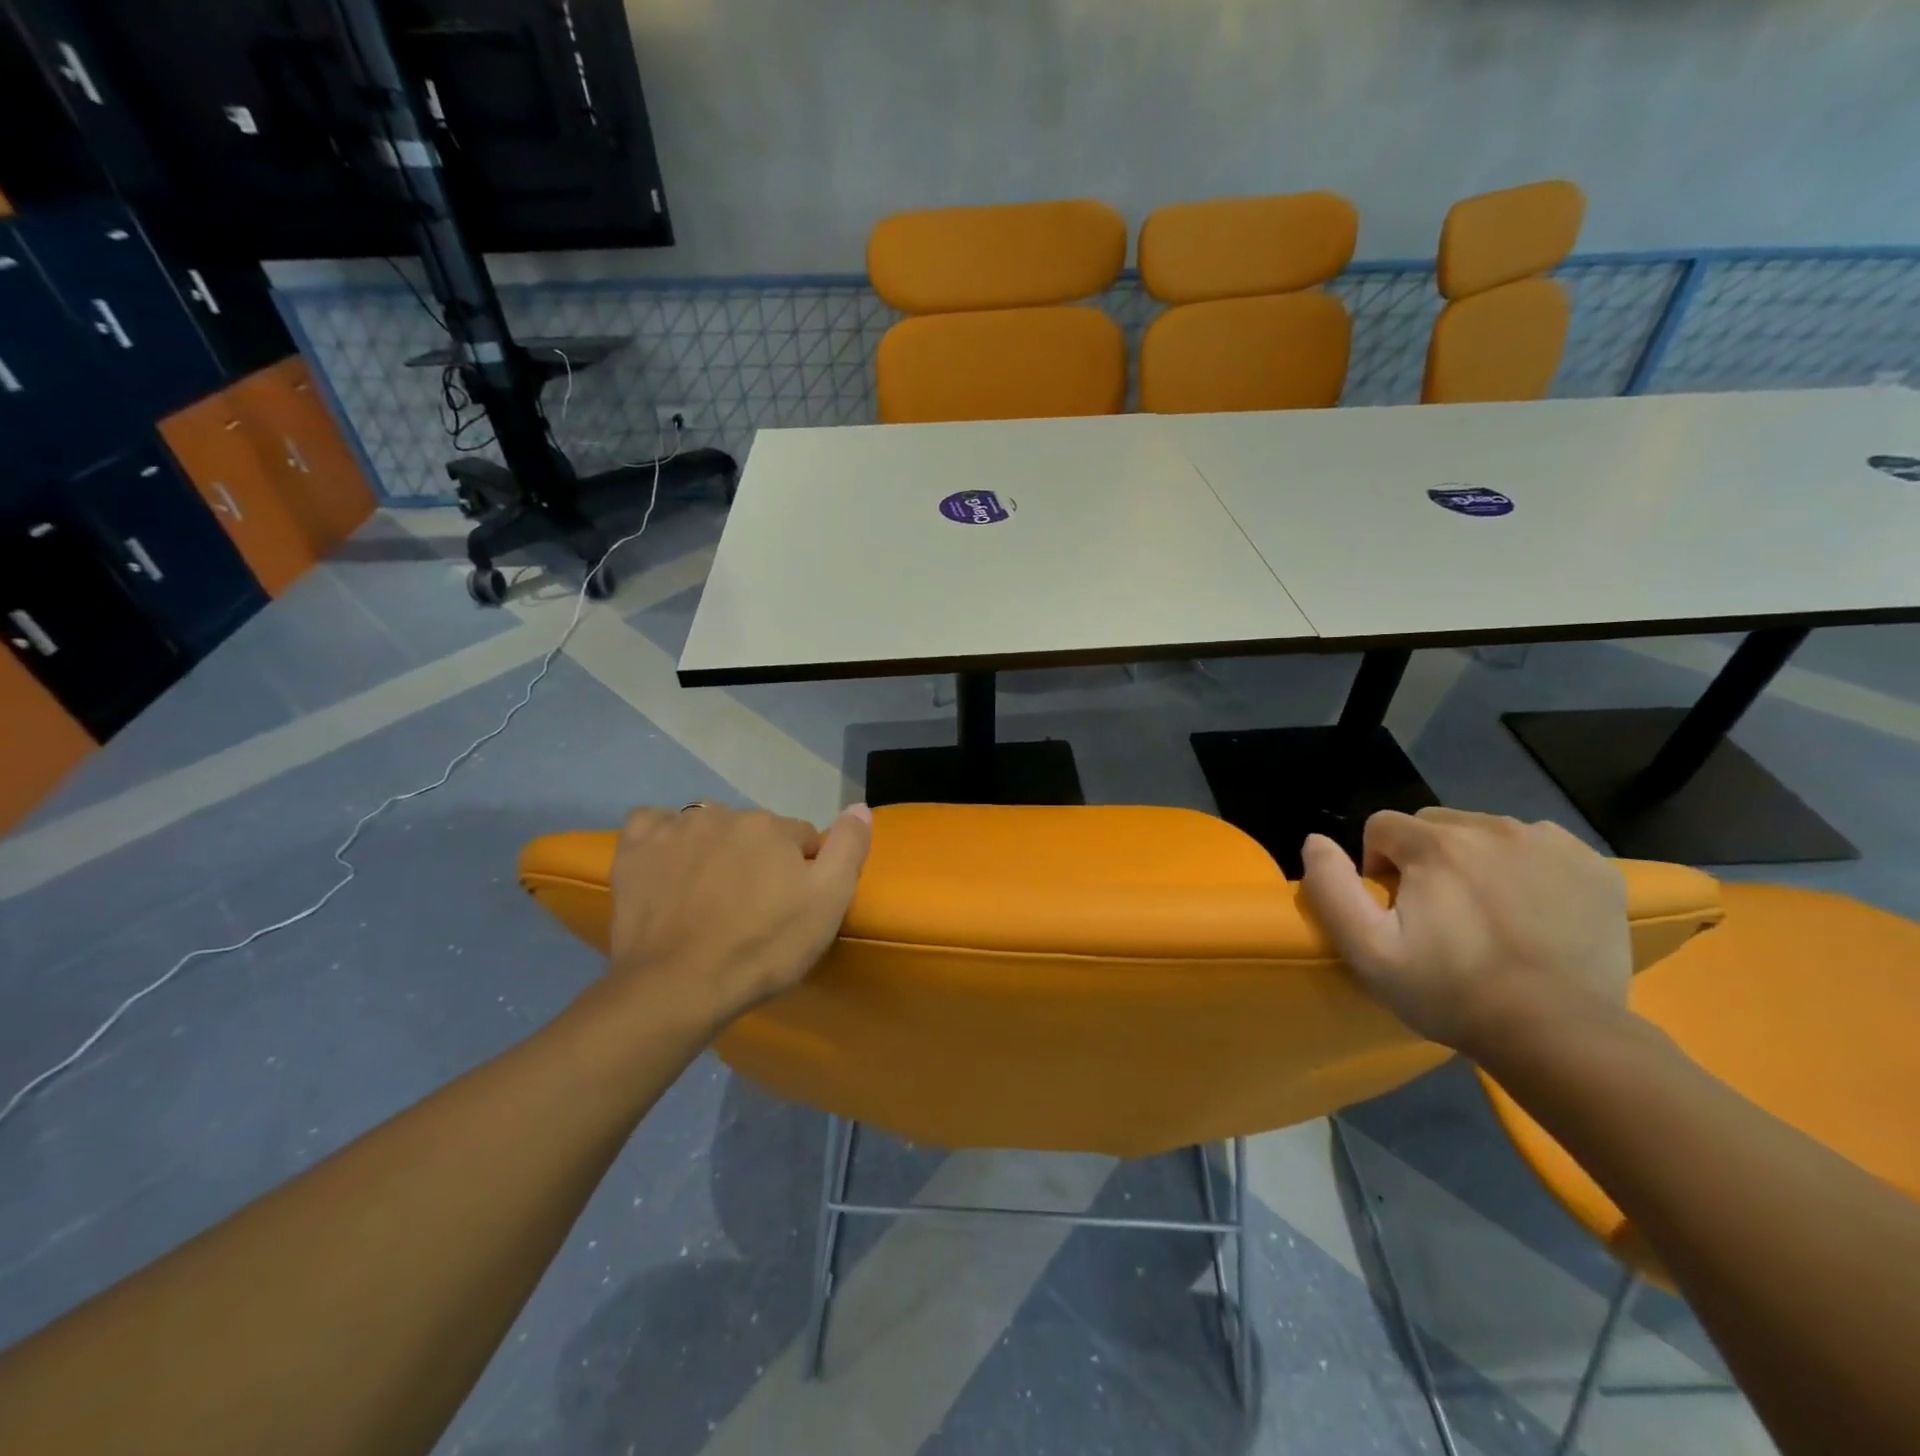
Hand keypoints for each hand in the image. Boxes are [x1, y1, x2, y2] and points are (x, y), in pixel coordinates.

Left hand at [598, 801, 872, 1030]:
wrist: (677, 988)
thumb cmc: (762, 948)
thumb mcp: (827, 904)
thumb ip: (848, 848)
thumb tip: (859, 806)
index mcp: (771, 827)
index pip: (801, 838)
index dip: (802, 872)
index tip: (791, 907)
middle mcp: (723, 814)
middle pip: (754, 832)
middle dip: (758, 860)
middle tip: (751, 908)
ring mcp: (674, 829)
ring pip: (708, 827)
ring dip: (714, 850)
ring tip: (708, 896)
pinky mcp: (634, 850)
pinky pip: (652, 824)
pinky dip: (662, 838)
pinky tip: (666, 863)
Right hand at [1298, 807, 1631, 1054]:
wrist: (1561, 1035)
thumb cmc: (1452, 992)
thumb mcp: (1367, 950)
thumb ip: (1330, 887)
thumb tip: (1315, 840)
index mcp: (1436, 844)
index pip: (1383, 827)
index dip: (1379, 866)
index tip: (1397, 911)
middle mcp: (1492, 828)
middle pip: (1435, 825)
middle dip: (1425, 859)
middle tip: (1439, 914)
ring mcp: (1549, 844)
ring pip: (1486, 832)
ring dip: (1474, 861)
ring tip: (1486, 915)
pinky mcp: (1594, 866)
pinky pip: (1538, 846)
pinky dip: (1525, 868)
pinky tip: (1529, 910)